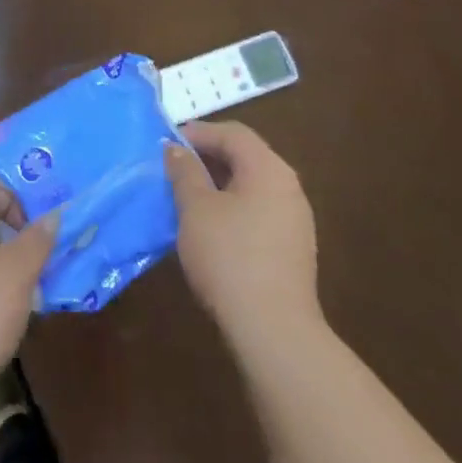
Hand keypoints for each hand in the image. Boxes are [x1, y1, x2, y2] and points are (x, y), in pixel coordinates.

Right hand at [166, 120, 320, 343]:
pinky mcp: (292, 248)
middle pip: (246, 156)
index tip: (166, 143)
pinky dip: (231, 206)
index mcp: (269, 169)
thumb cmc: (229, 257)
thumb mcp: (195, 208)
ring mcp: (295, 219)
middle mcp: (288, 187)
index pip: (233, 133)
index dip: (198, 132)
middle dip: (207, 156)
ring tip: (185, 194)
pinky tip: (209, 226)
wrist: (273, 329)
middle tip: (172, 166)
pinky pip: (258, 210)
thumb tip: (175, 148)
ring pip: (251, 185)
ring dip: (218, 183)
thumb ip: (184, 172)